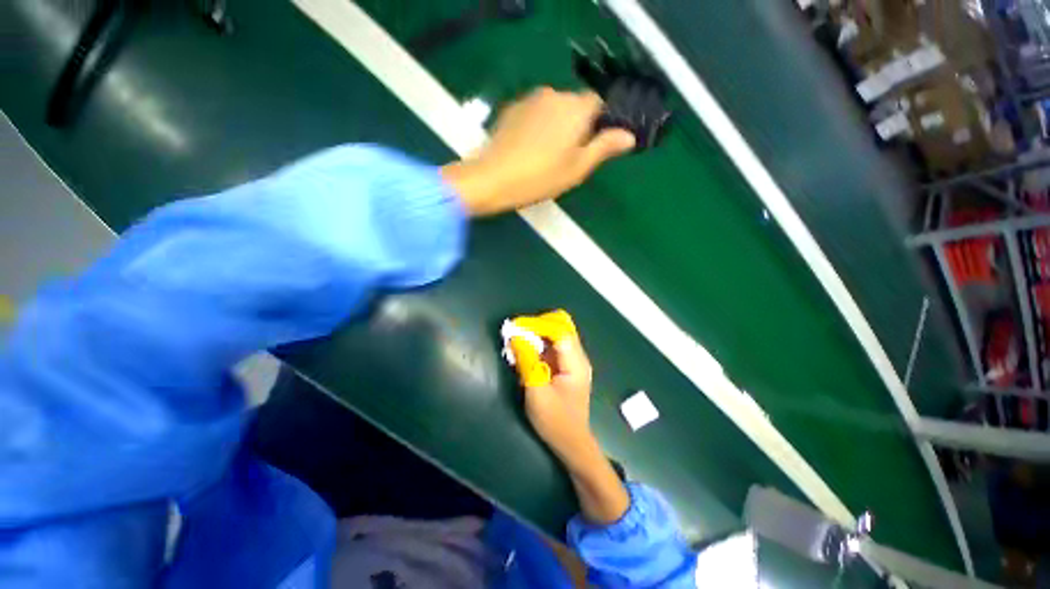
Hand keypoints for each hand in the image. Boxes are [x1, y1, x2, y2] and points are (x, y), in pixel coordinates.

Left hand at [442, 87, 635, 215]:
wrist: (492, 179)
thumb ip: (604, 148)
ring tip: (545, 156)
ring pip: (553, 109)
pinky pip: (535, 113)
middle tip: (567, 157)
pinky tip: (529, 149)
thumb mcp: (577, 168)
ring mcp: (530, 99)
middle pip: (574, 106)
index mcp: (575, 108)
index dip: (599, 123)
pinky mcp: (511, 108)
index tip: (592, 146)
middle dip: (577, 126)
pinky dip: (538, 126)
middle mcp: (554, 94)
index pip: (598, 103)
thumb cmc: (540, 178)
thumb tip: (629, 135)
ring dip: (556, 126)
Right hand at [522, 332, 595, 470]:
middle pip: (561, 326)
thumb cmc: (555, 421)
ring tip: (517, 340)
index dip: (537, 324)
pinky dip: (538, 343)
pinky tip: (525, 352)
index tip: (516, 326)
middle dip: (537, 325)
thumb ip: (527, 362)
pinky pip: (552, 345)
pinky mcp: (566, 366)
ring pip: (556, 334)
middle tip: (517, 332)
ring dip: (536, 333)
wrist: (571, 443)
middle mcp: (578, 356)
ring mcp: (573, 360)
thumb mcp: (537, 392)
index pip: (559, 329)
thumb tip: (516, 336)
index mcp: (575, 363)